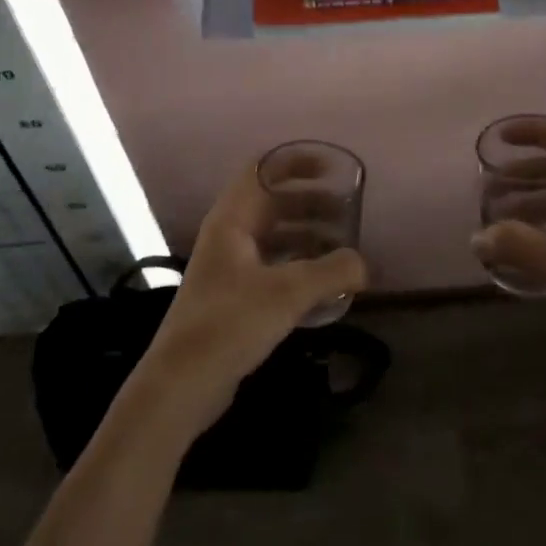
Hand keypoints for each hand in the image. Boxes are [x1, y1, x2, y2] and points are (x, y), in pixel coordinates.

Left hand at [134, 160, 366, 436]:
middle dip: (311, 203)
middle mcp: (229, 236)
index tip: (333, 168)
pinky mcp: (235, 297)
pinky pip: (273, 266)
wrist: (181, 383)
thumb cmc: (229, 323)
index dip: (297, 162)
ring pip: (275, 237)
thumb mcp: (287, 293)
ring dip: (308, 236)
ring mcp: (230, 267)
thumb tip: (364, 264)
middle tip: (349, 213)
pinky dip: (299, 266)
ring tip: (343, 249)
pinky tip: (324, 285)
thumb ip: (331, 272)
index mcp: (232, 220)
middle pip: (273, 203)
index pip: (263, 170)